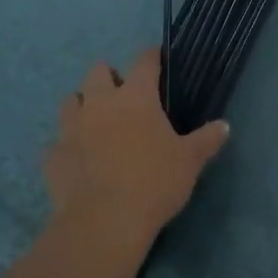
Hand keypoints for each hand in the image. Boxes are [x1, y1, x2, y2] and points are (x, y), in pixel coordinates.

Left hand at [42, 48, 229, 256]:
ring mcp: (71, 128)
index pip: (144, 62)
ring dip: (83, 105)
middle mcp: (99, 103)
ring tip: (95, 121)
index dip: (151, 56)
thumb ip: (206, 140)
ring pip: (71, 101)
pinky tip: (77, 158)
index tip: (156, 56)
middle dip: (109, 76)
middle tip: (122, 94)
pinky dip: (67, 145)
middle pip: (97, 71)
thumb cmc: (154, 182)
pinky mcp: (52, 155)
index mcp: (135, 97)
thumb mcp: (190, 161)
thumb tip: (224, 125)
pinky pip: (57, 142)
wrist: (104, 221)